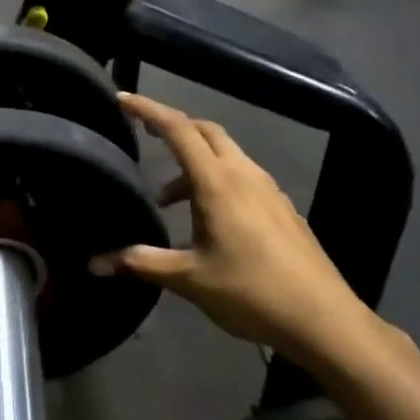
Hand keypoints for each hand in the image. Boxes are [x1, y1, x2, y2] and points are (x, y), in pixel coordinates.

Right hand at [90, 94, 377, 366]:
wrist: (325, 320)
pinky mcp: (283, 207)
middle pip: (204, 130)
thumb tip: (94, 262)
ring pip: (226, 153)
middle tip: (145, 136)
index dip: (148, 109)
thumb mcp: (189, 280)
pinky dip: (218, 178)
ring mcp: (268, 189)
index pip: (177, 129)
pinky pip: (243, 175)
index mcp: (217, 182)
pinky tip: (210, 219)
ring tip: (170, 199)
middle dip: (173, 127)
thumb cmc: (251, 293)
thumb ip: (141, 263)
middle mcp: (244, 174)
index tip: (122, 99)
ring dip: (195, 160)